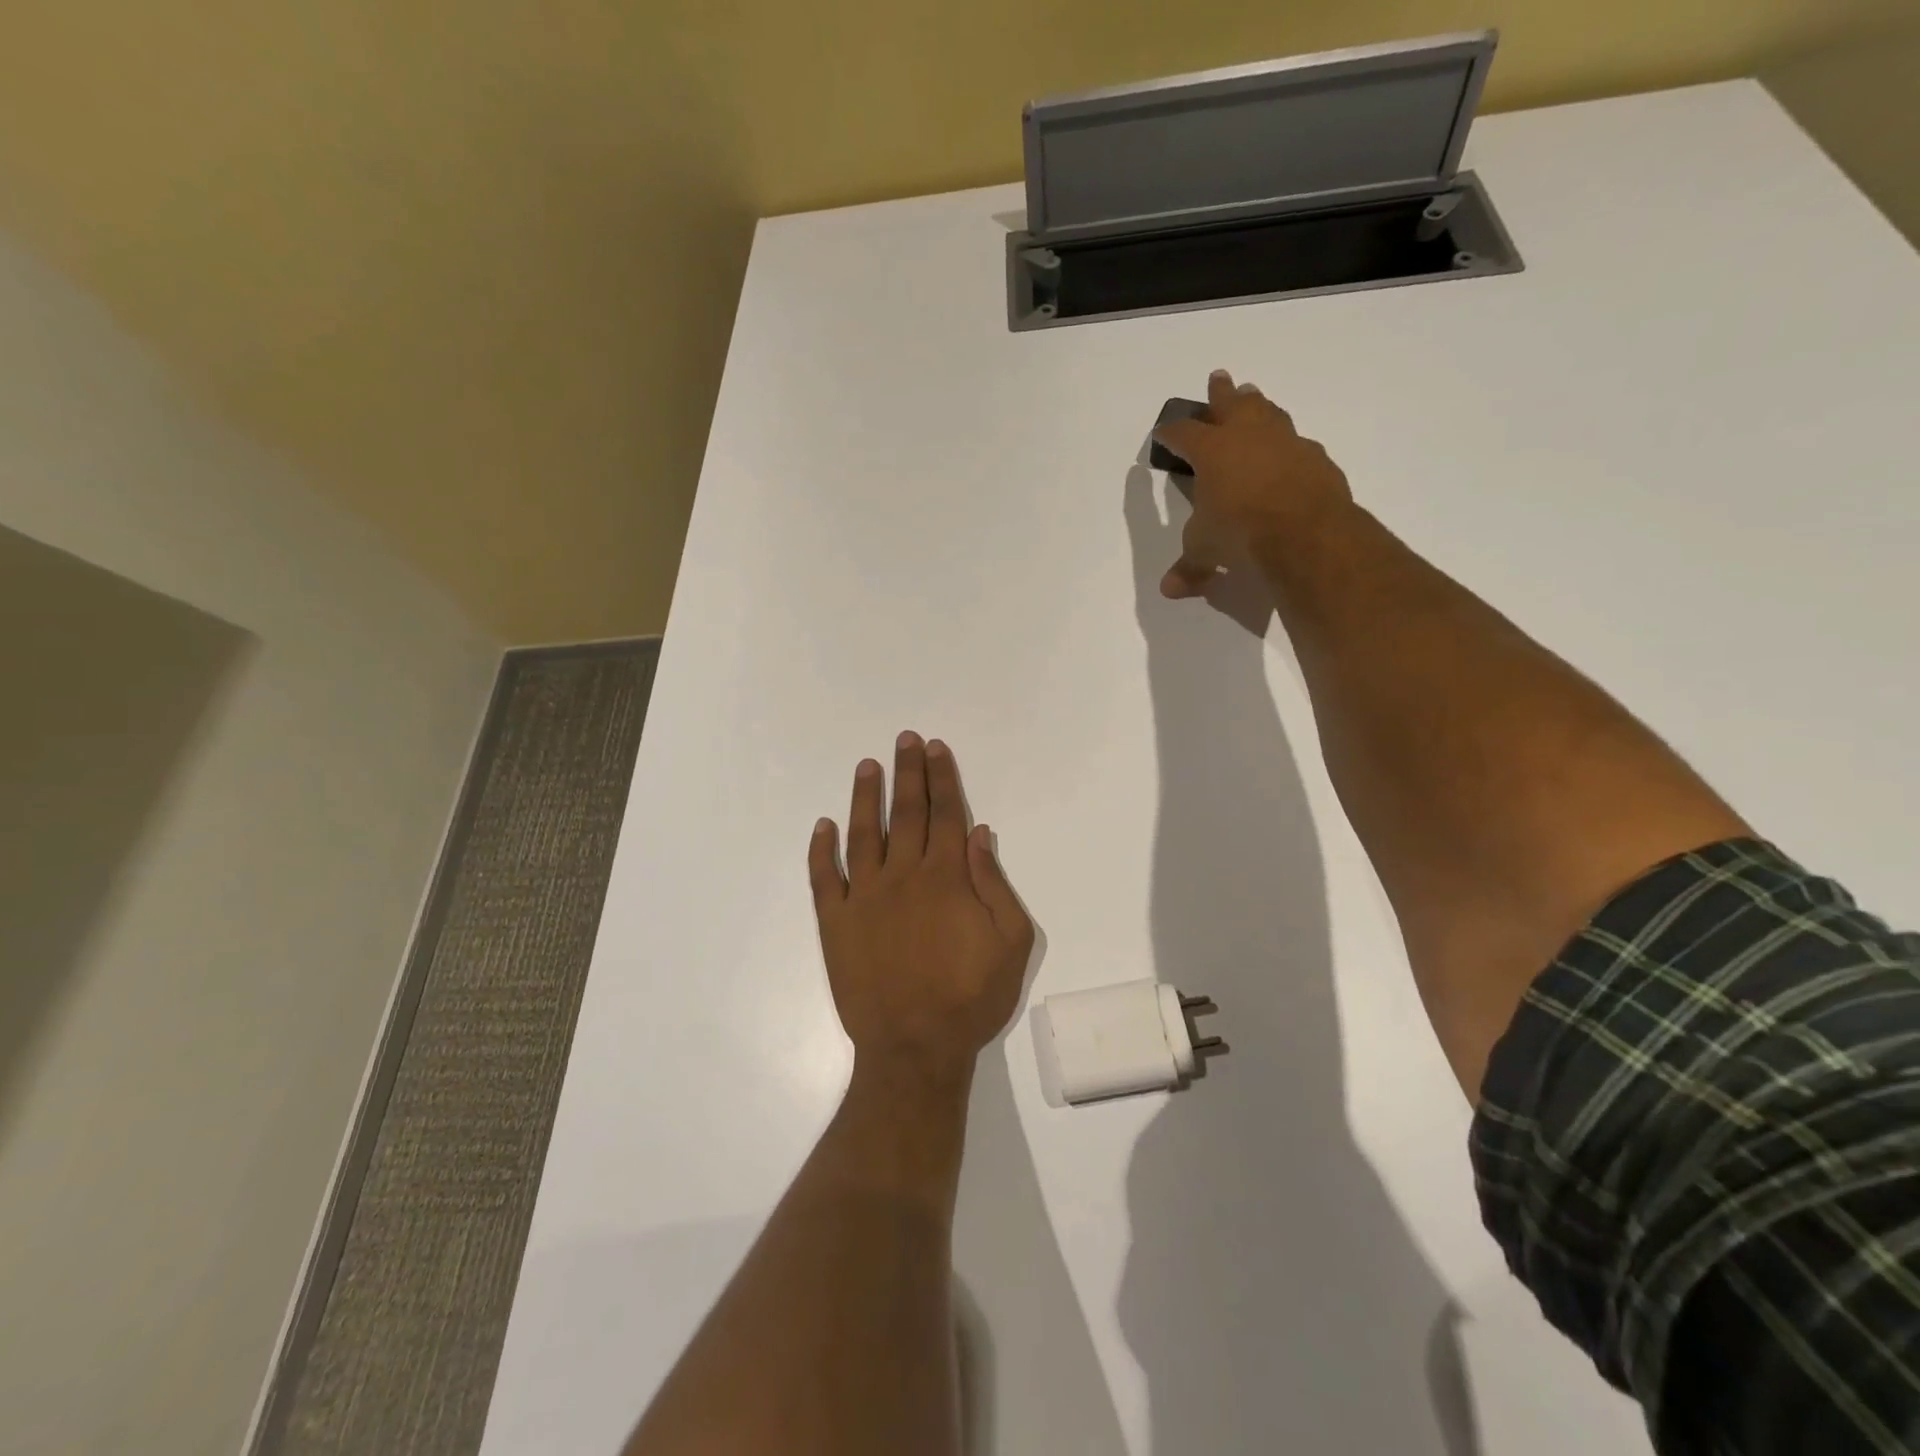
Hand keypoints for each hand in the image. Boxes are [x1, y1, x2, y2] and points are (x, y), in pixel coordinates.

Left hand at [808, 733, 1034, 1085]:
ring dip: (866, 797)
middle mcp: (903, 876)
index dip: (942, 778)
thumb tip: (981, 834)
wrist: (914, 1048)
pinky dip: (821, 850)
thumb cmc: (970, 998)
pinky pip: (824, 879)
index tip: (935, 748)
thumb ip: (995, 884)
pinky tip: (823, 826)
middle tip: (904, 739)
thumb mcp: (1011, 943)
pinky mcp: (835, 923)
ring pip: (864, 834)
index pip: (946, 815)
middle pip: (908, 813)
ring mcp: (863, 898)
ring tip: (867, 765)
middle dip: (908, 773)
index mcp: (946, 879)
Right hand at [1151, 369, 1353, 598]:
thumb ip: (1189, 566)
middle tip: (1217, 379)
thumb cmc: (1240, 534)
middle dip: (1220, 394)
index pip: (1184, 434)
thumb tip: (1170, 589)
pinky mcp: (1316, 458)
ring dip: (1258, 405)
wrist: (1306, 534)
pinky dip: (1286, 445)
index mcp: (1212, 452)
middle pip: (1231, 404)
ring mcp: (1286, 442)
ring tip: (1253, 398)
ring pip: (1268, 412)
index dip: (1171, 433)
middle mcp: (1248, 436)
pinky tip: (1287, 452)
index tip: (1163, 432)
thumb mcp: (1205, 552)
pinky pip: (1296, 443)